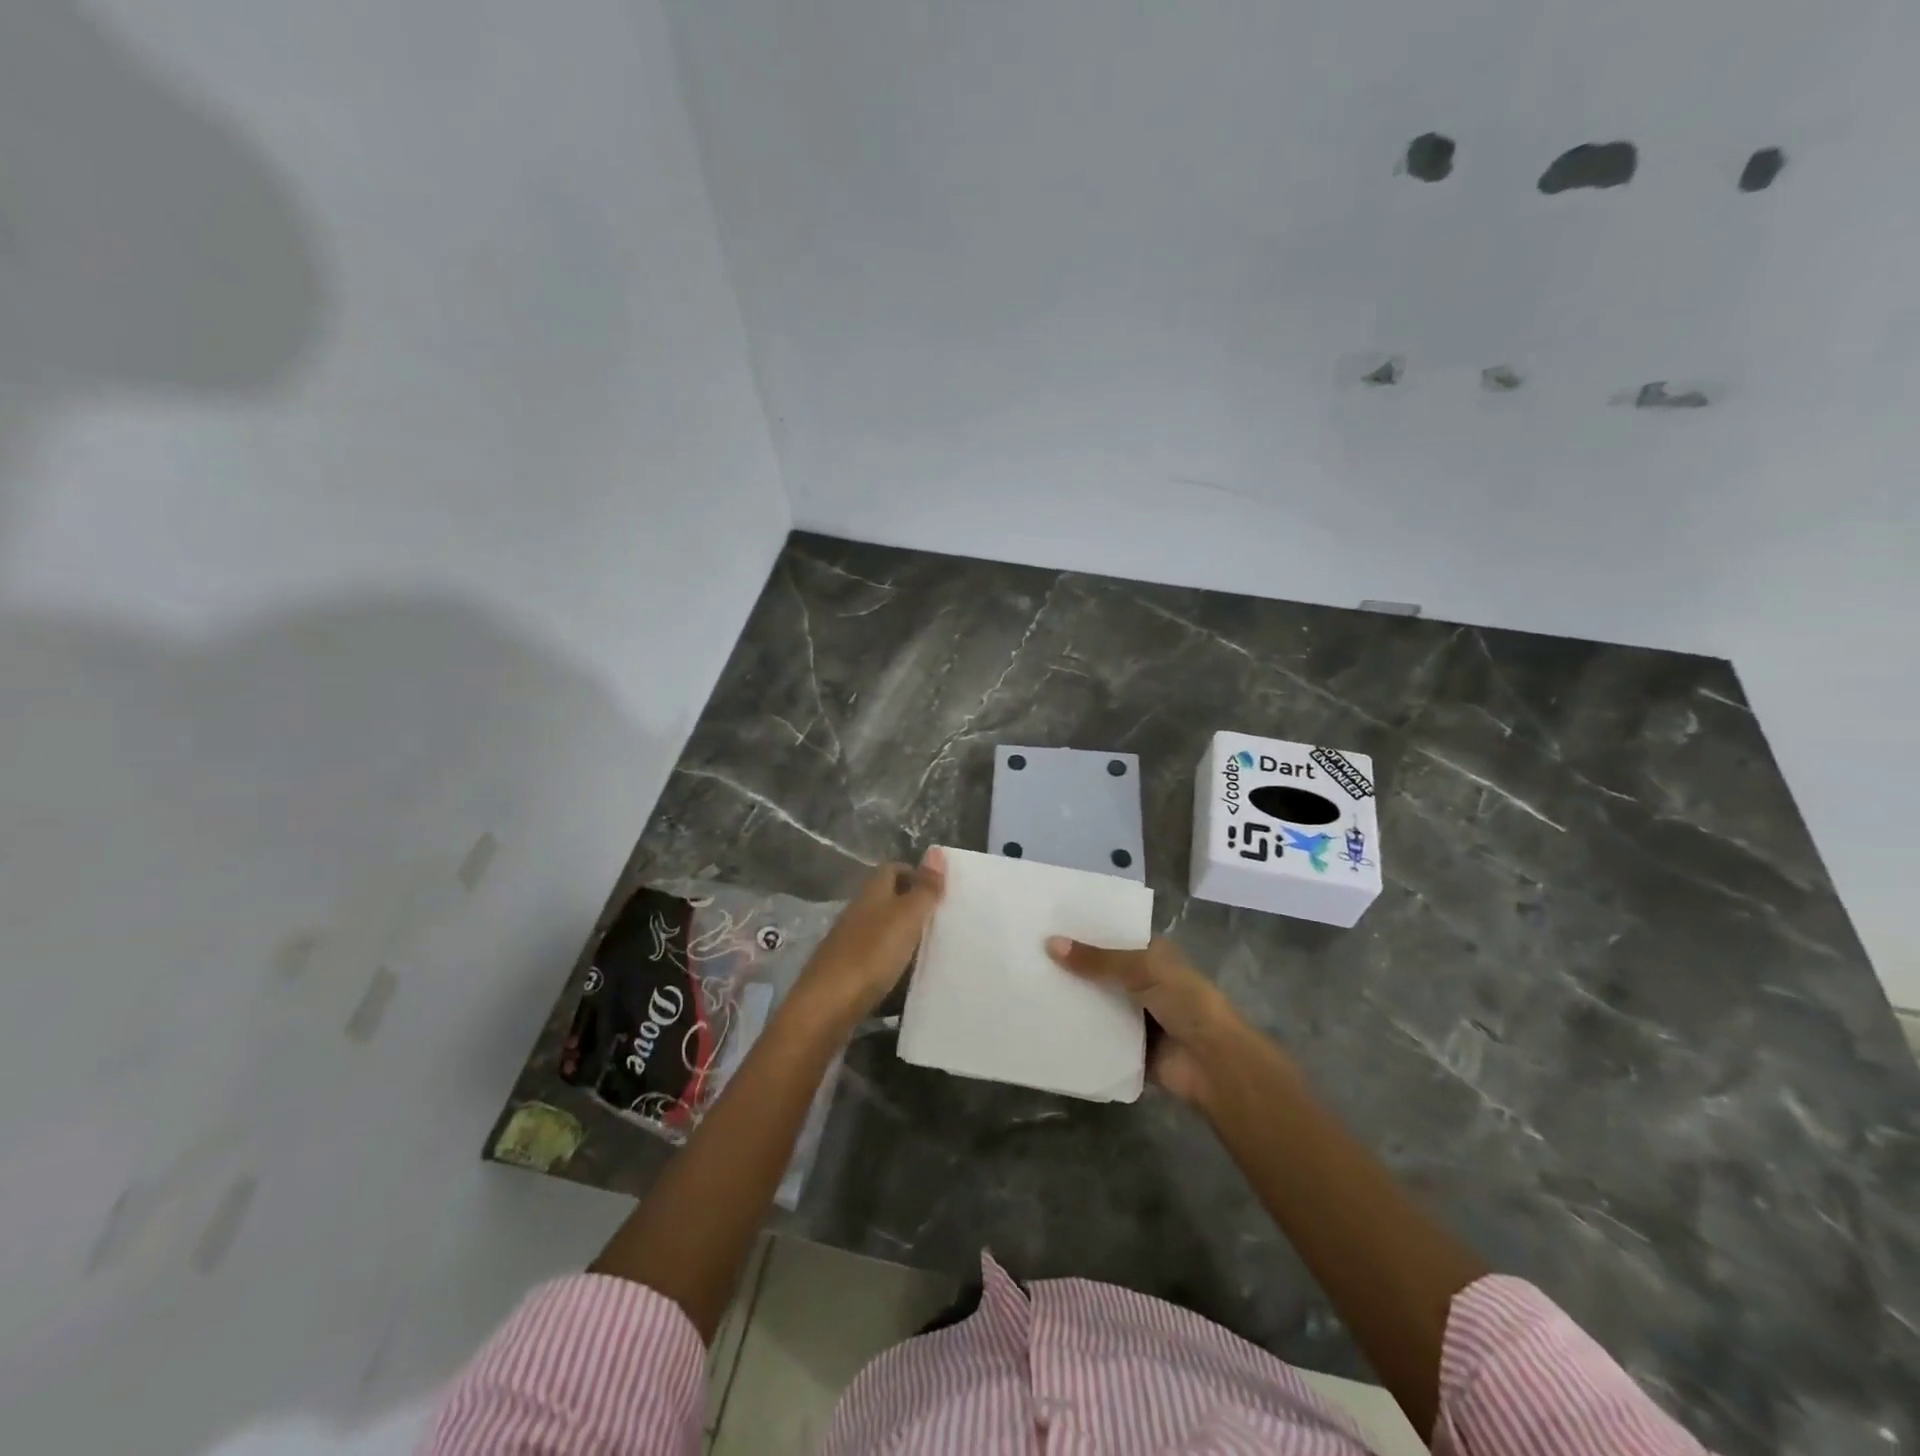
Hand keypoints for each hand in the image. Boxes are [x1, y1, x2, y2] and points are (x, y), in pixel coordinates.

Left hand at [795, 850, 945, 1024]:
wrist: (826, 1007)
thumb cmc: (871, 953)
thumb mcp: (907, 917)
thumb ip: (924, 888)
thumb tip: (936, 851)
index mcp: (871, 893)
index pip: (893, 869)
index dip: (916, 874)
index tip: (941, 890)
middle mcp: (858, 912)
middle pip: (888, 900)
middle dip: (914, 907)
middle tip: (945, 921)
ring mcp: (849, 943)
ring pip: (882, 930)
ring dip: (905, 938)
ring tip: (934, 951)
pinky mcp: (846, 973)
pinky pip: (876, 960)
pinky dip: (894, 965)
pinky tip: (909, 980)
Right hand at [1045, 935, 1241, 1106]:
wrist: (1212, 1062)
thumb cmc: (1185, 1002)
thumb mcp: (1142, 969)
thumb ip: (1097, 959)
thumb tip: (1050, 943)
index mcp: (1153, 955)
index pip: (1113, 936)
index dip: (1085, 931)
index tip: (1047, 924)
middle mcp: (1143, 981)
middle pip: (1101, 970)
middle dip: (1072, 966)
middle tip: (1028, 955)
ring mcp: (1135, 1015)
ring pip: (1096, 1002)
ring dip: (1072, 999)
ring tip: (1027, 985)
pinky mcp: (1128, 1046)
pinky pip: (1096, 1034)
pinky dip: (1077, 1030)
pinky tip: (1044, 1022)